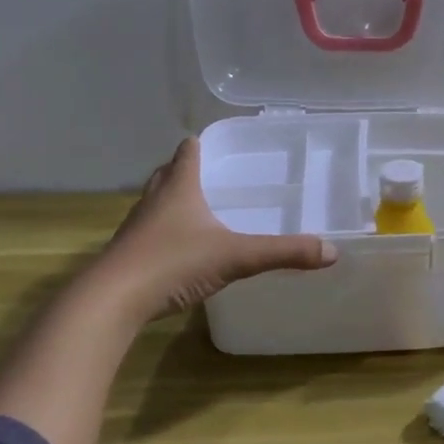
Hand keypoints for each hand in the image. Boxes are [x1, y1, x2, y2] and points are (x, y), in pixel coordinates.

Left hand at [95, 139, 336, 318]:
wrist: (113, 300)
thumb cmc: (173, 263)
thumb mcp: (236, 257)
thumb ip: (283, 252)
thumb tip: (331, 251)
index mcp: (179, 189)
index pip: (188, 153)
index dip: (199, 145)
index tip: (212, 142)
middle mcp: (154, 201)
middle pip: (167, 175)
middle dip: (184, 171)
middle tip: (209, 174)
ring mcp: (136, 229)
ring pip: (155, 203)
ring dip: (171, 201)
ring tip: (196, 209)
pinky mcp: (128, 256)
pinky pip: (149, 233)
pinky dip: (164, 233)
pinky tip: (180, 250)